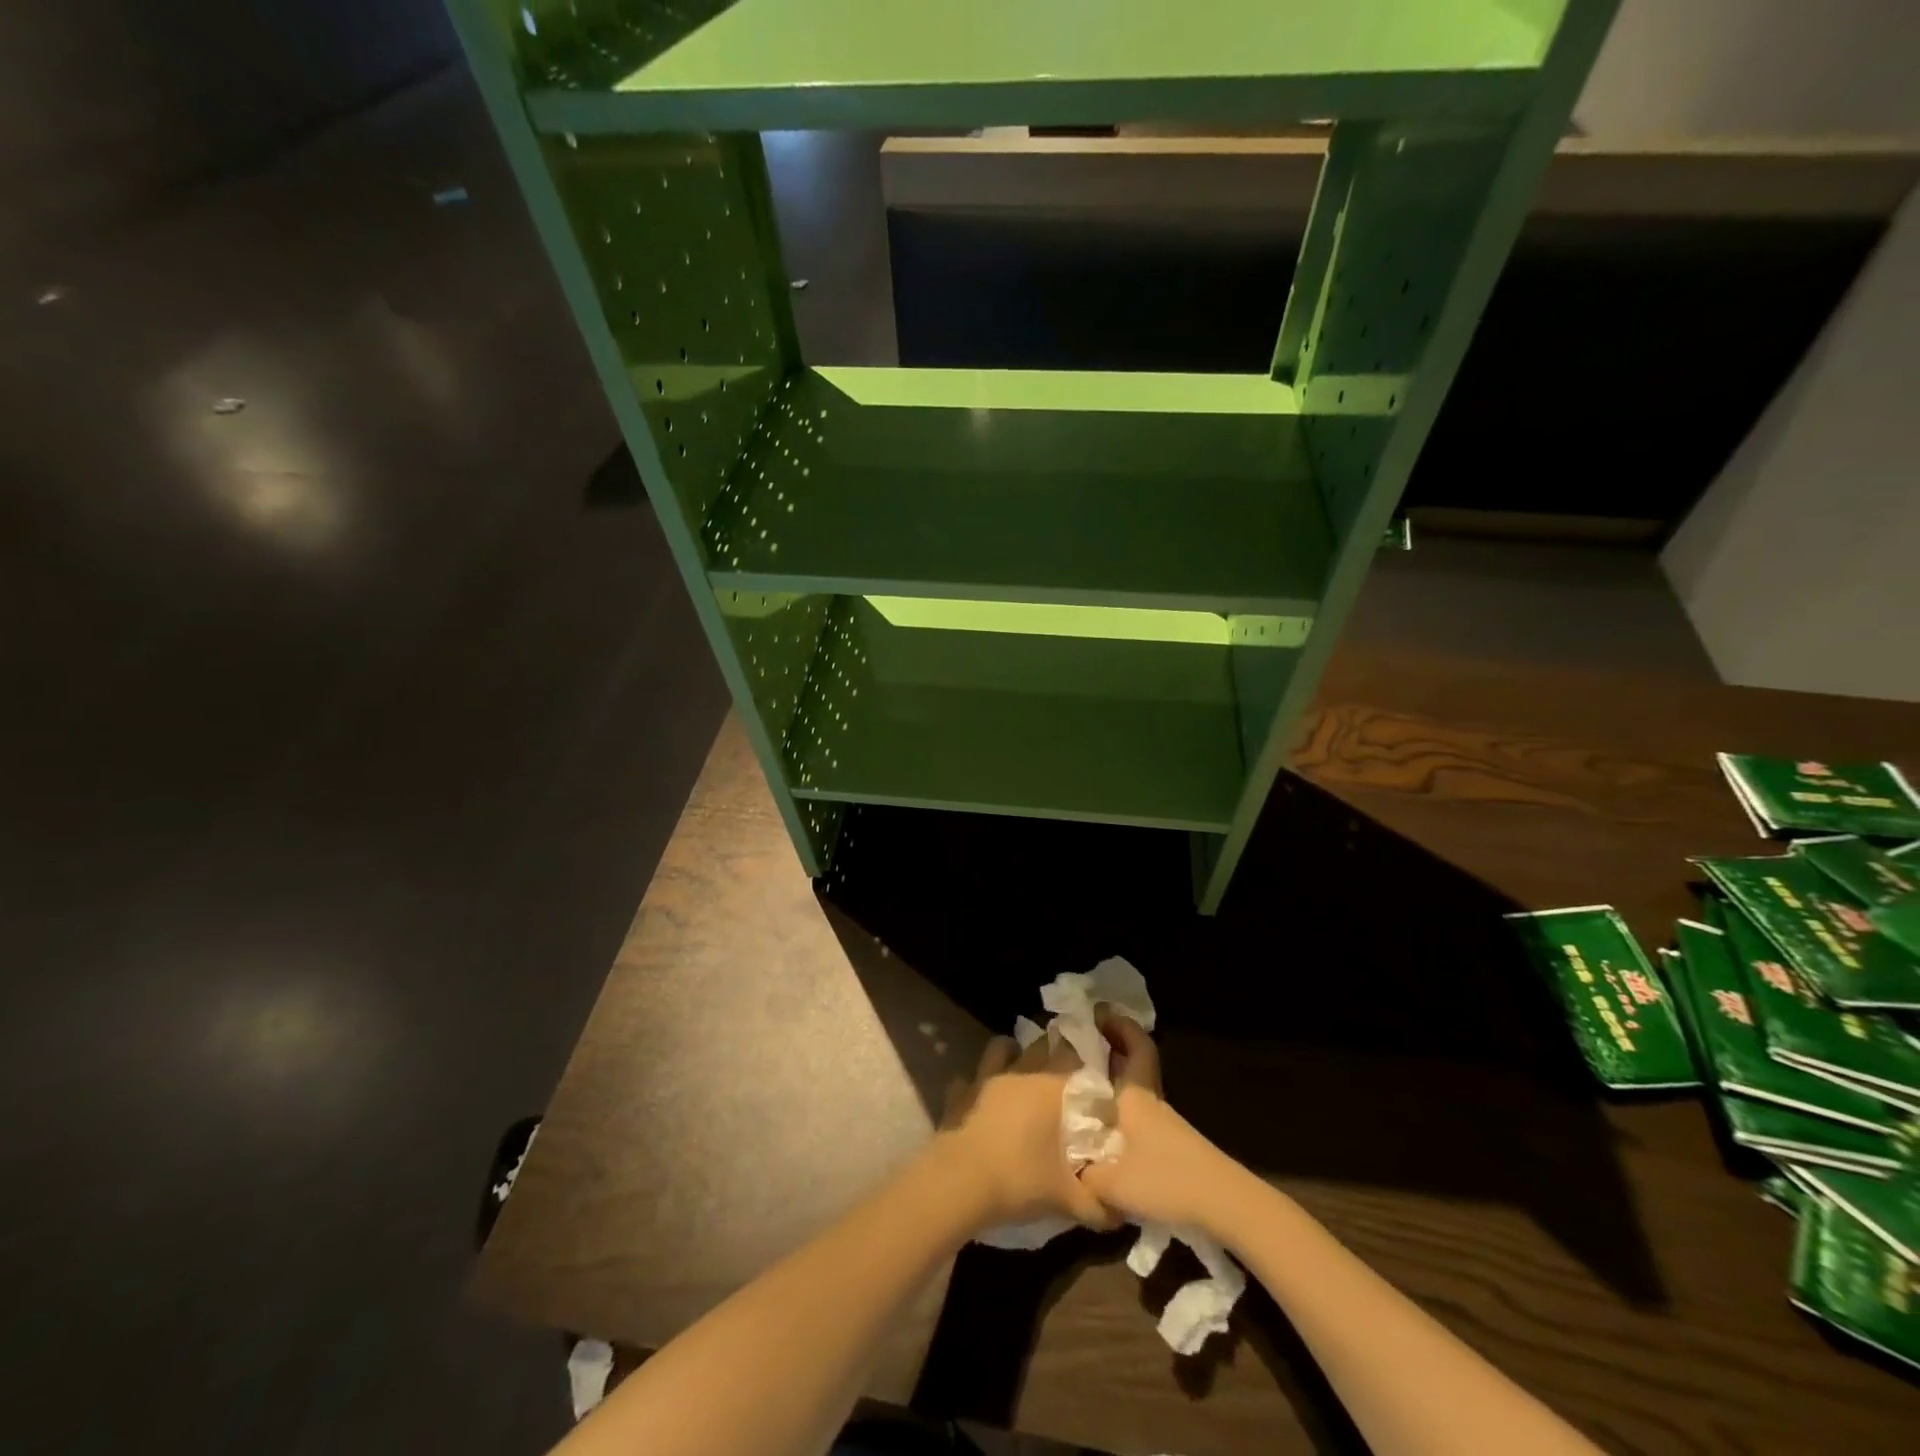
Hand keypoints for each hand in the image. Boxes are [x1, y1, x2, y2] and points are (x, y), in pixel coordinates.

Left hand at [934, 1034, 1112, 1232]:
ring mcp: (986, 1078)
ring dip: (1013, 1052)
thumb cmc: (1019, 1180)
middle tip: (1063, 1071)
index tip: (1096, 1073)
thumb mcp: (1067, 1200)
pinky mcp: (960, 1093)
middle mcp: (1021, 1072)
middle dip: (1054, 1051)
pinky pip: (970, 1078)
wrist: (959, 1183)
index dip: (1088, 1062)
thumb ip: (1097, 1204)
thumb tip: (1119, 1214)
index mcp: (1051, 1088)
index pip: (1076, 1058)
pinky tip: (981, 1098)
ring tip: (1021, 1069)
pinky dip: (977, 1083)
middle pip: (1042, 1045)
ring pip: (1002, 1047)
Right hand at [1079, 1014, 1235, 1232]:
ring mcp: (1166, 1124)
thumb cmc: (1165, 1179)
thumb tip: (1066, 1165)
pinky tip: (1107, 1130)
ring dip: (1117, 1081)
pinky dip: (1123, 1110)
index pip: (1137, 1046)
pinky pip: (1142, 1114)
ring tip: (1086, 1088)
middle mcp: (1152, 1101)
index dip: (1121, 1026)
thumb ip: (1082, 1172)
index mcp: (1136, 1094)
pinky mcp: (1174, 1147)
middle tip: (1084, 1045)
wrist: (1224, 1205)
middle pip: (1136, 1063)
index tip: (1099, 1013)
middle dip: (1113, 1049)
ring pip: (1138, 1089)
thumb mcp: (1111, 1182)